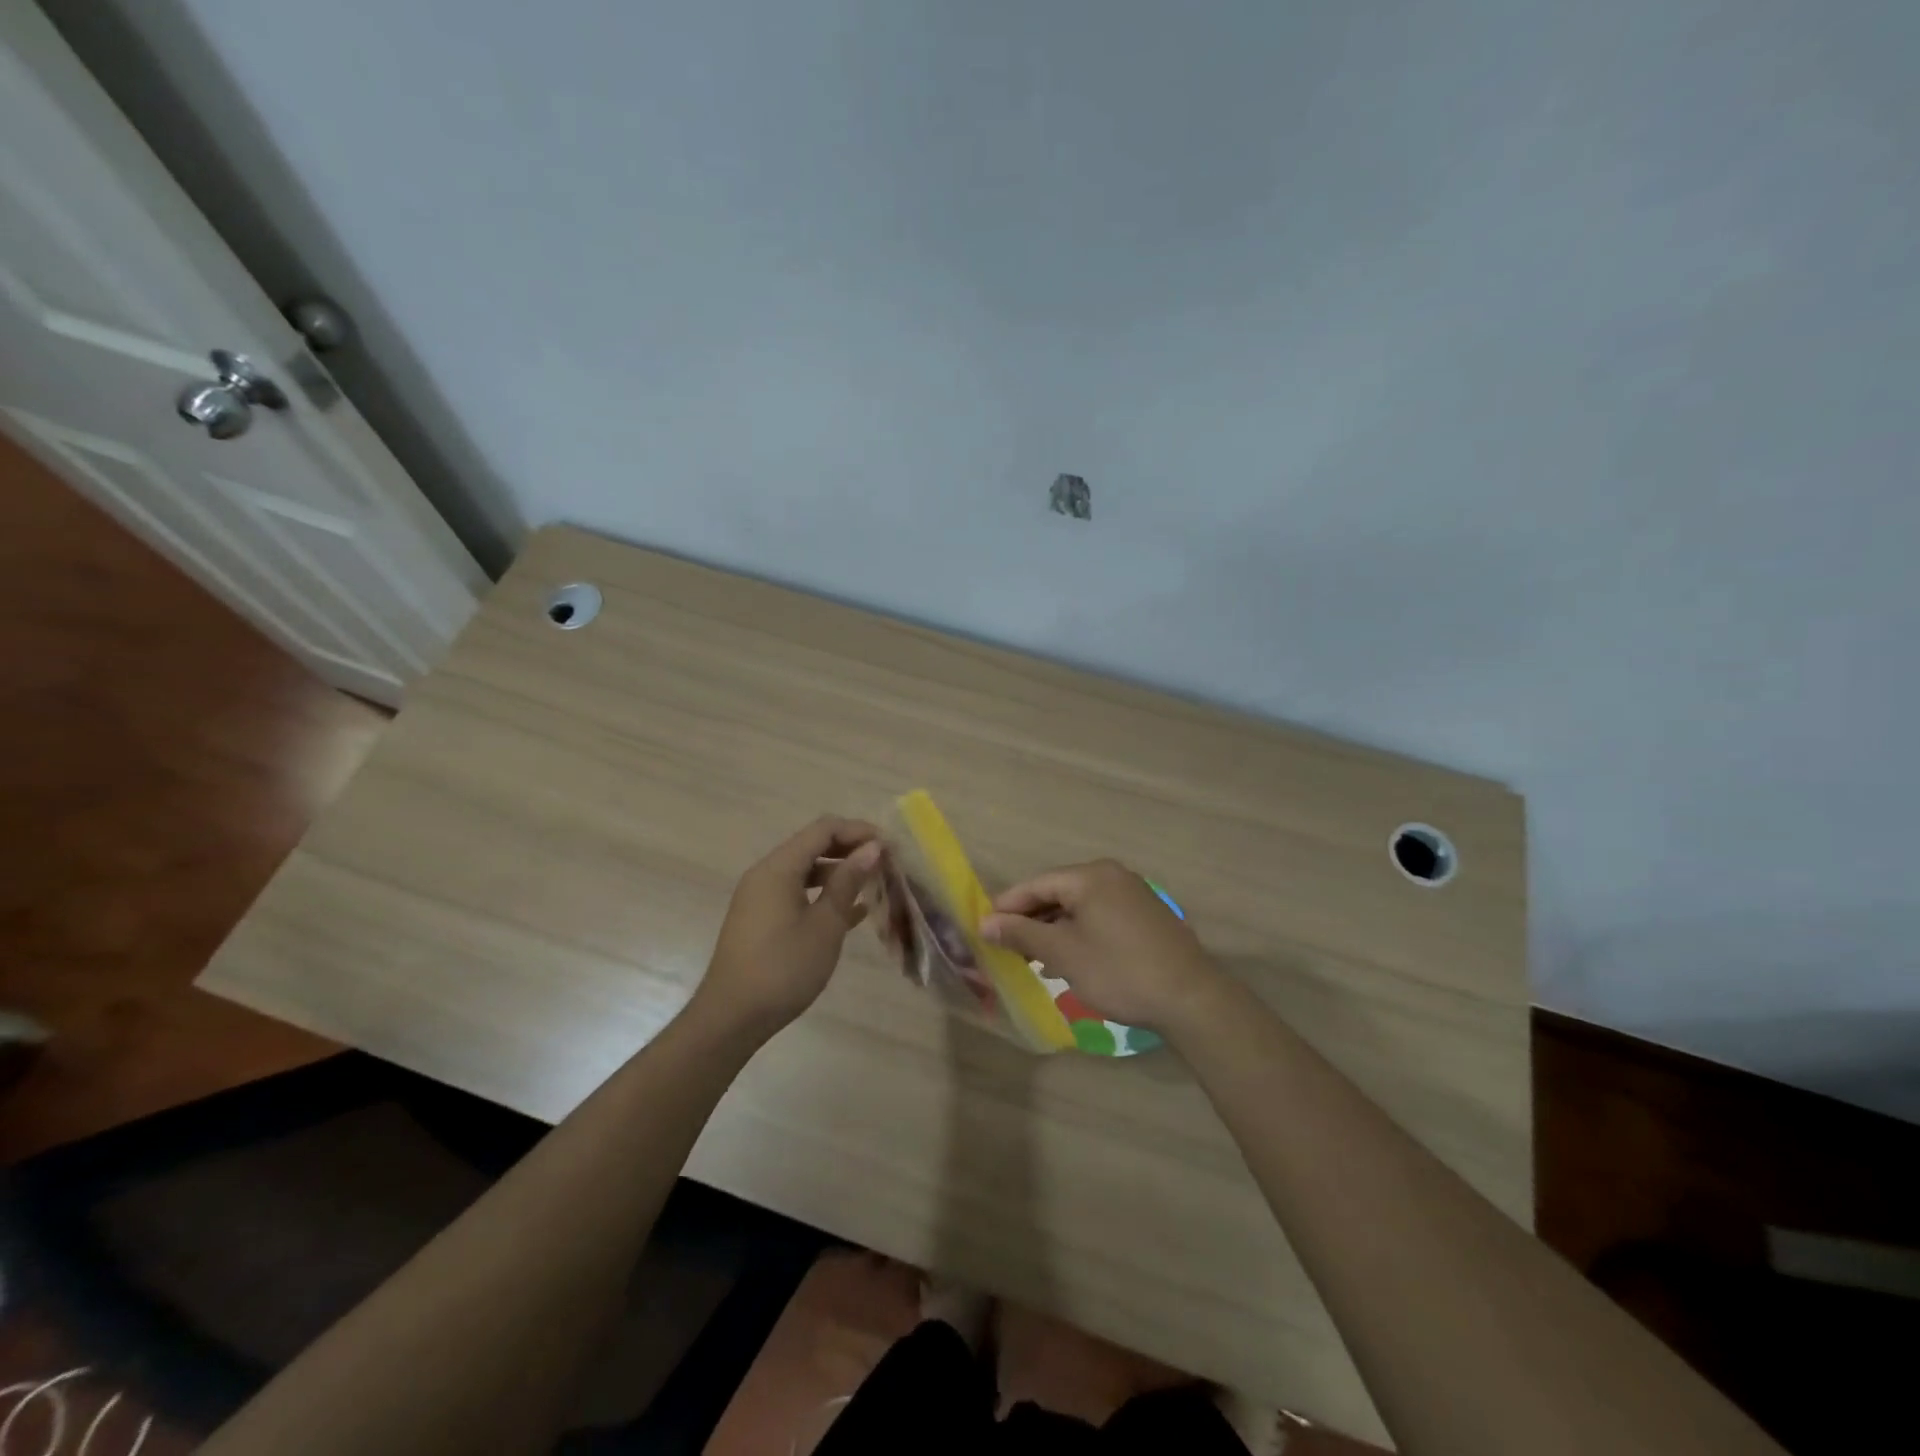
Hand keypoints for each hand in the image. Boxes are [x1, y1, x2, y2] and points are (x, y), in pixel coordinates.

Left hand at [691, 817, 883, 1038]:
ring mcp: (762, 897)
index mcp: (778, 868)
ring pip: (807, 871)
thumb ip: (847, 882)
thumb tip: (872, 848)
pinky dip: (824, 896)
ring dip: (840, 874)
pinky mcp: (762, 920)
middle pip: (813, 846)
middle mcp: (766, 874)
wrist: (732, 1018)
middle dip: (851, 850)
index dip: (858, 831)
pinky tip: (854, 912)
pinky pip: (797, 894)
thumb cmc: (783, 968)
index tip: (890, 846)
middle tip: (886, 864)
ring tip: (875, 886)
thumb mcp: (824, 925)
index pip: (823, 830)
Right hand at [981, 859, 1226, 1032]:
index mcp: (1090, 876)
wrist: (1190, 998)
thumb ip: (1022, 934)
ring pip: (1079, 906)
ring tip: (1033, 957)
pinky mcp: (1145, 915)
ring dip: (1053, 929)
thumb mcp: (1063, 953)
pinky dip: (1078, 932)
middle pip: (1057, 892)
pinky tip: (1069, 957)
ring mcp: (1132, 894)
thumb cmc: (1118, 971)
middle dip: (1030, 919)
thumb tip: (986, 923)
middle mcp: (1112, 875)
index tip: (984, 931)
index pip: (1036, 884)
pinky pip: (1099, 915)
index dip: (1007, 907)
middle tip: (1007, 948)